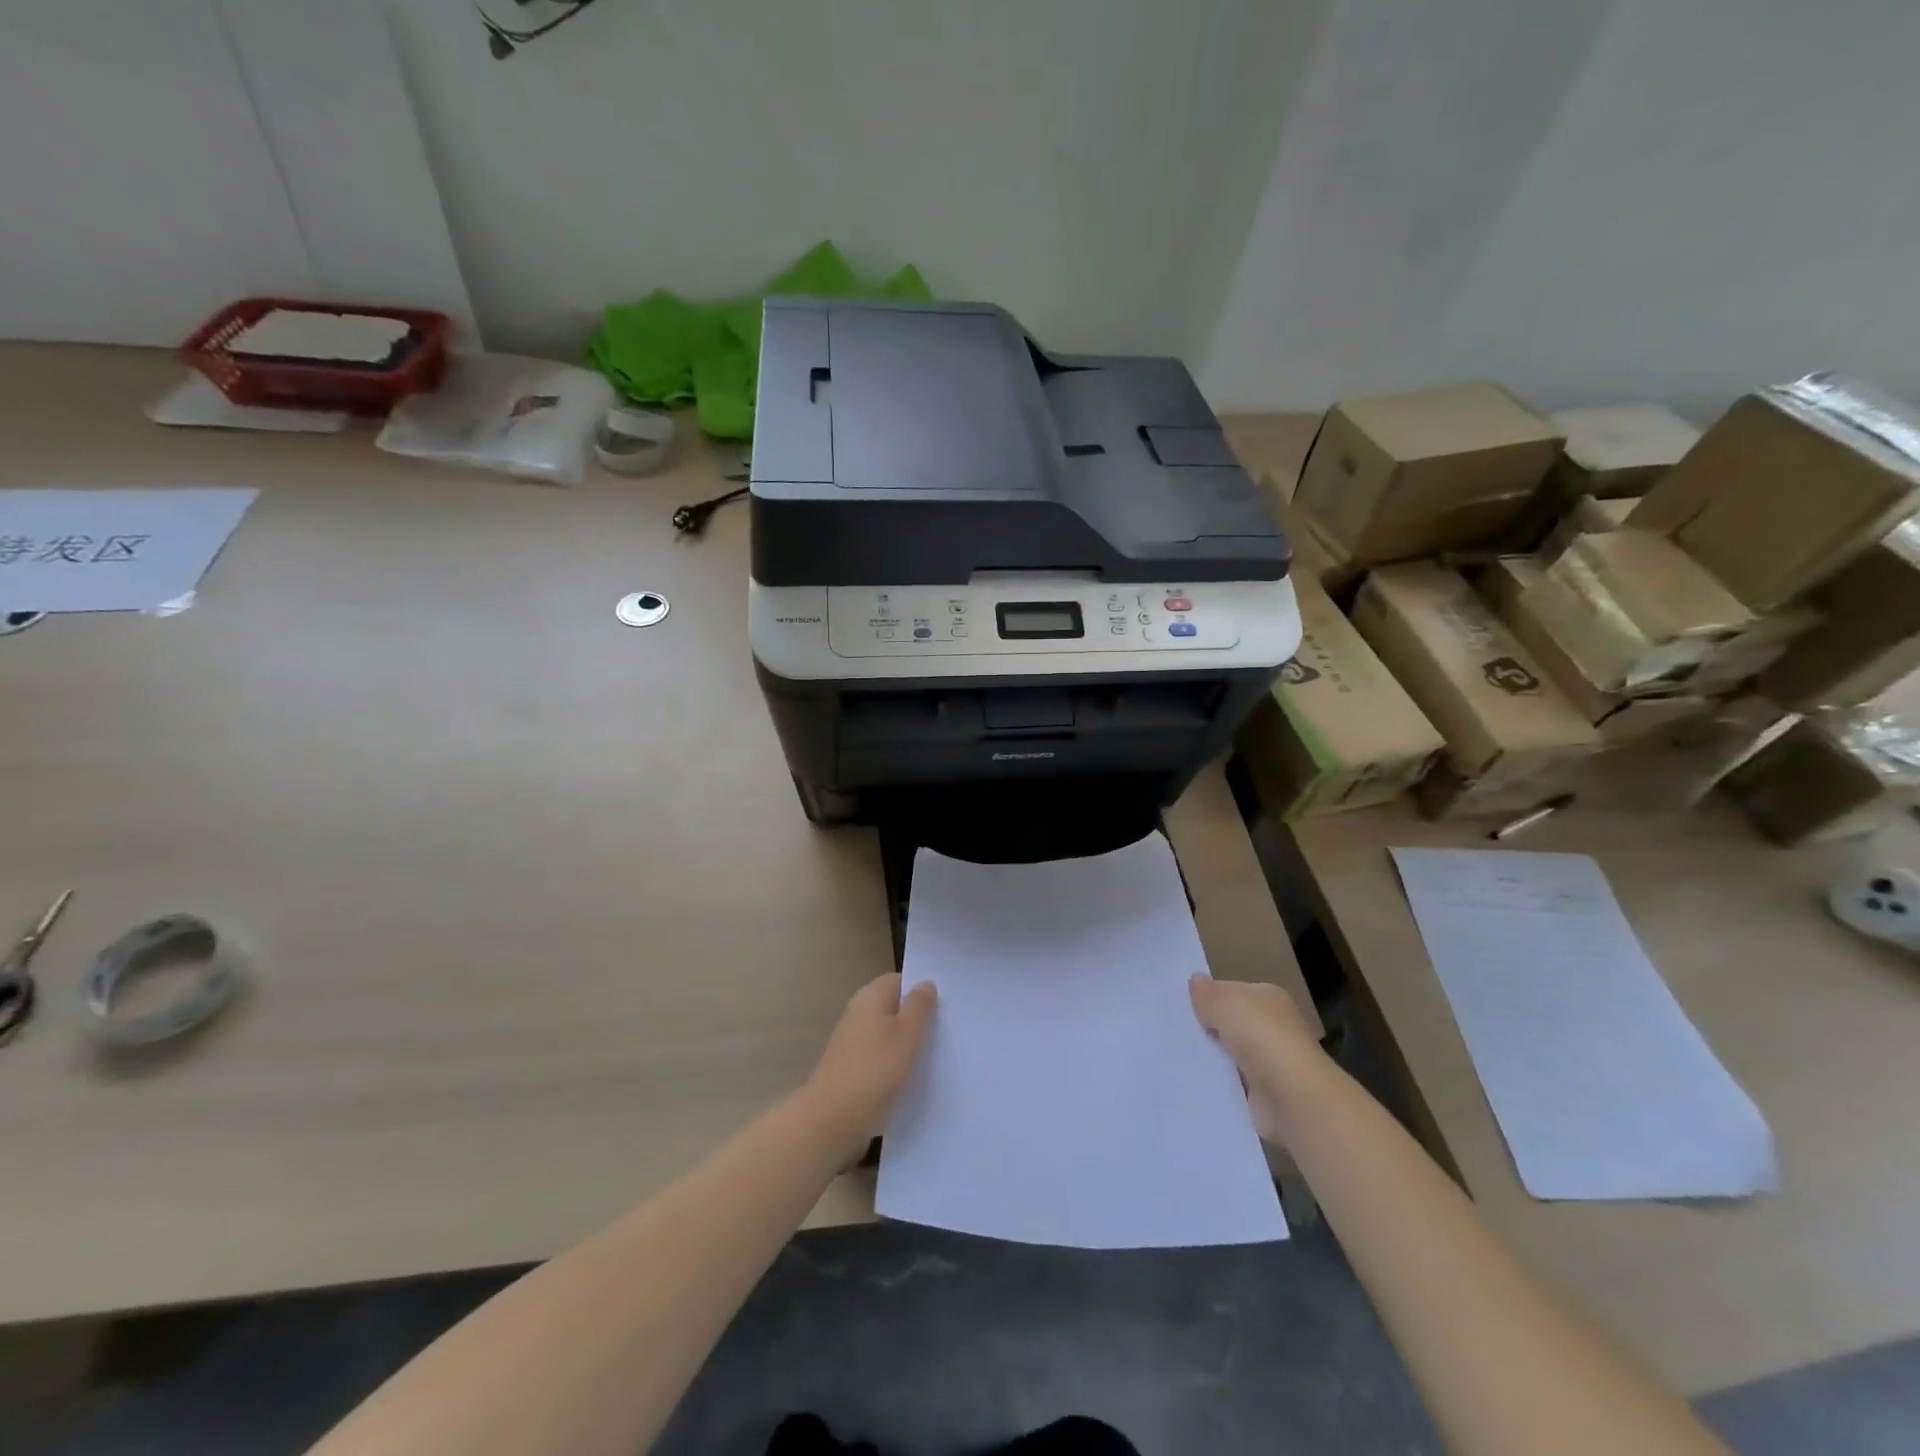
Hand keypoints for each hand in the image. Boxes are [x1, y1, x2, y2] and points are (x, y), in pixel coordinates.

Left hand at [801, 973, 937, 1160]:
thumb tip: (925, 983)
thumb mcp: (907, 1033)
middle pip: (894, 1007)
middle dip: (918, 1019)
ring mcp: (852, 1041)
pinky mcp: (851, 1068)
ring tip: (936, 1056)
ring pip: (888, 1034)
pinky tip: (913, 1079)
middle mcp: (858, 1013)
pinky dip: (895, 1064)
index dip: (922, 990)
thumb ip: (919, 1006)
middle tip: (946, 1033)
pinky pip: (880, 1057)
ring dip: (908, 1044)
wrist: (833, 1119)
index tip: (945, 1008)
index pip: (900, 980)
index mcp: (870, 996)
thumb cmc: (875, 1069)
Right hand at [1189, 976, 1326, 1142]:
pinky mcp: (1264, 1094)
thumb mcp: (1226, 1003)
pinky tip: (1193, 1080)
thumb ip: (1208, 994)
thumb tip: (1195, 980)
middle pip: (1231, 1023)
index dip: (1209, 997)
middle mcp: (1274, 1027)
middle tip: (1172, 1029)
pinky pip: (1232, 1082)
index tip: (1180, 1005)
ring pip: (1230, 1053)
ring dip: (1210, 1056)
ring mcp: (1270, 1062)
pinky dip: (1217, 1082)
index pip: (1233, 991)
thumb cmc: (1261, 1037)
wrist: (1292, 1098)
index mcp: (1270, 998)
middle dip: (1207, 1027)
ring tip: (1173, 1054)